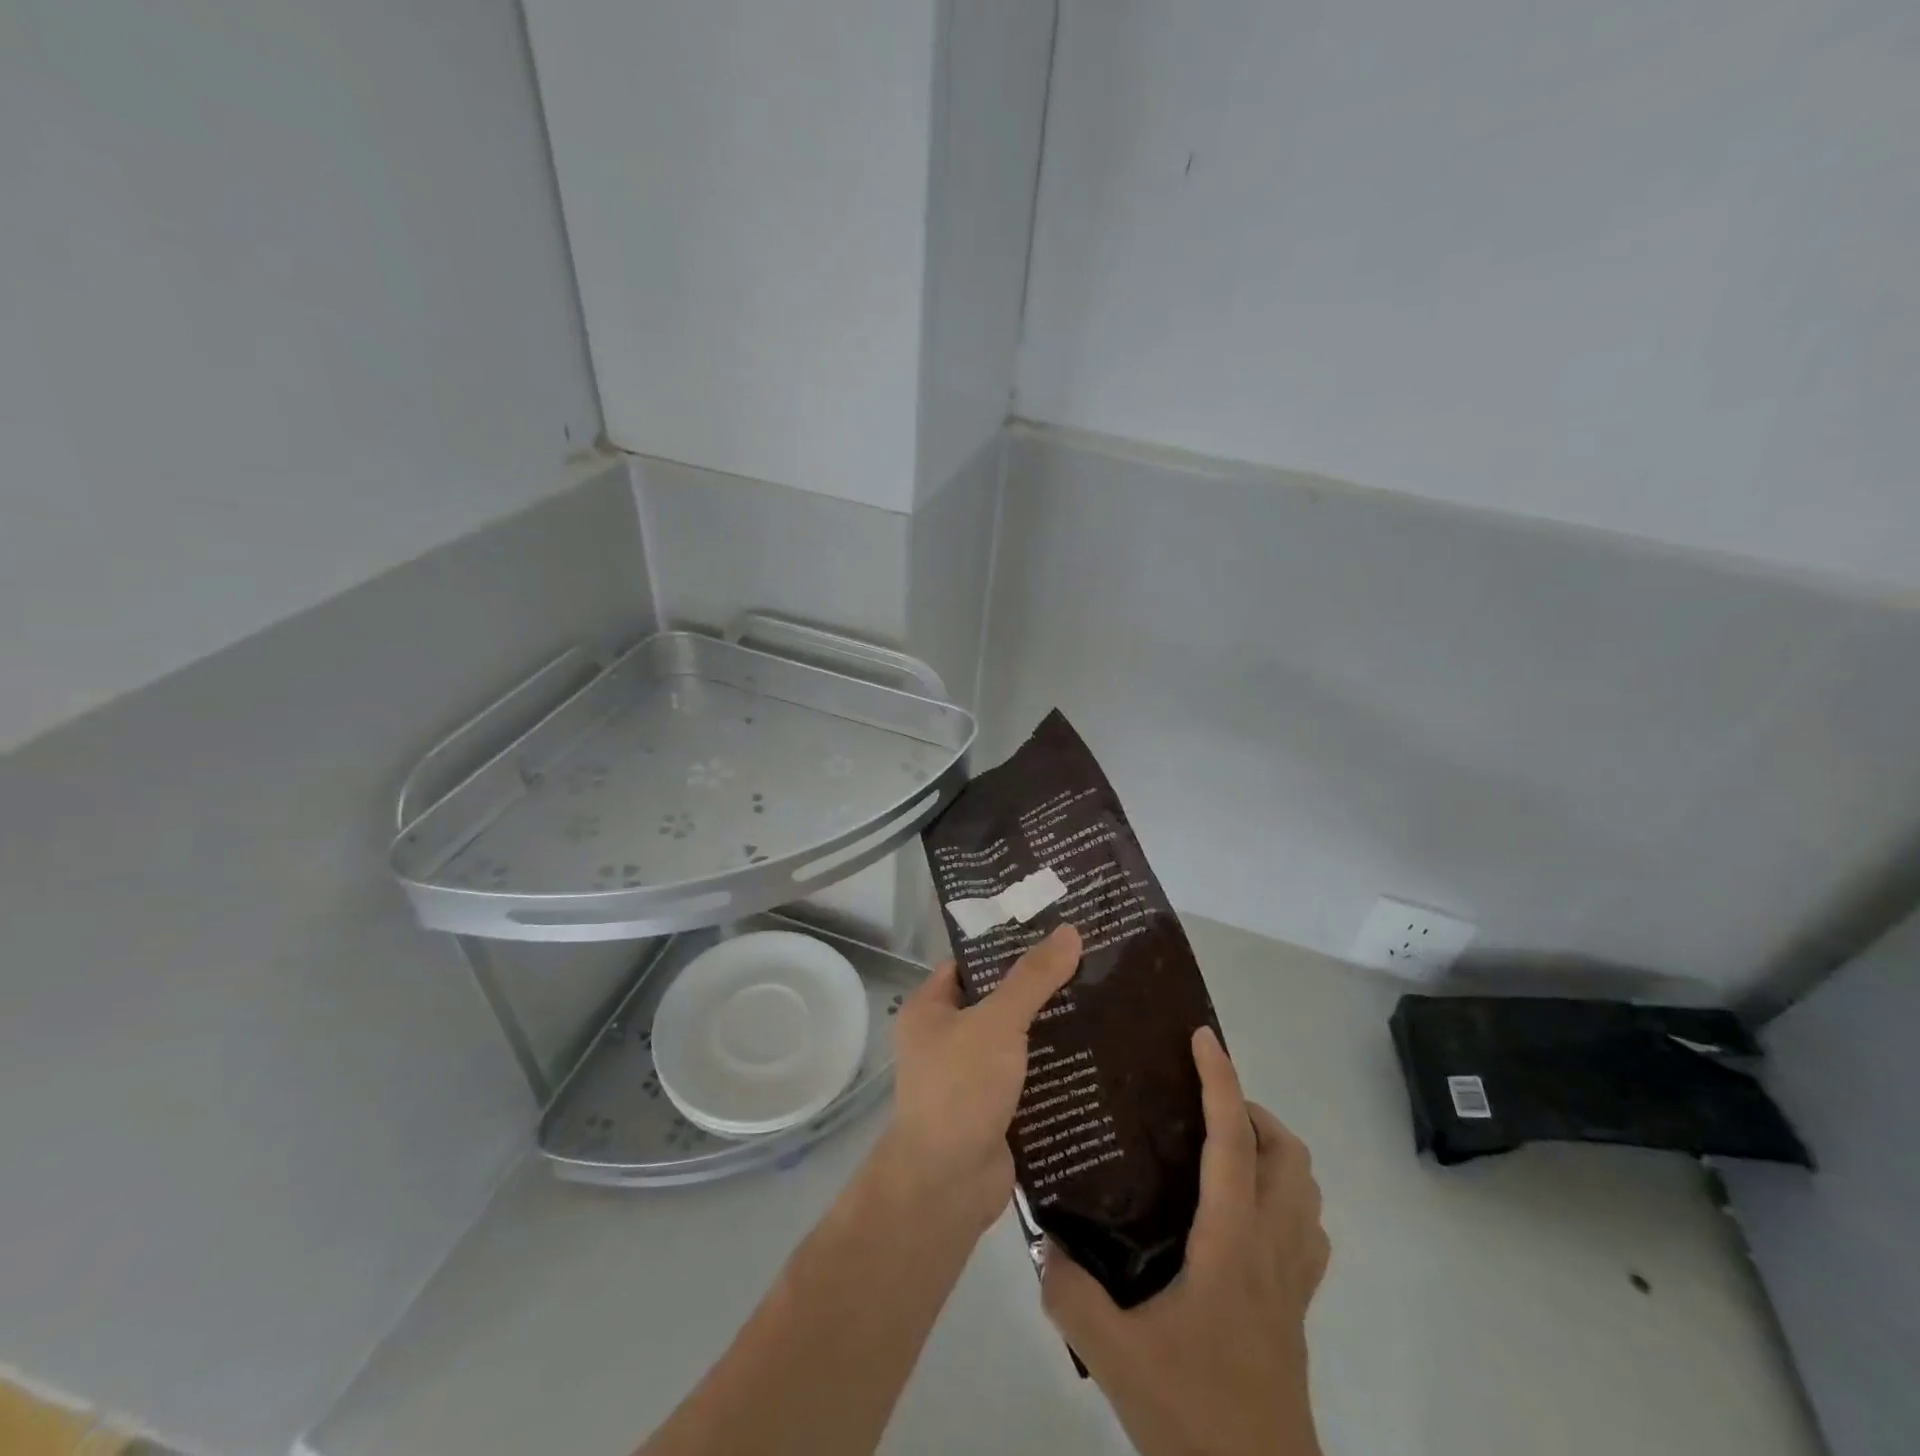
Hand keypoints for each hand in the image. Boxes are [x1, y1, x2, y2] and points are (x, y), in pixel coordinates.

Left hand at [881, 924, 1082, 1233]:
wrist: (947, 1185)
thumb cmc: (960, 1088)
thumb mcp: (997, 1022)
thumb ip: (1033, 978)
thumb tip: (1070, 931)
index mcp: (930, 1009)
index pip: (971, 963)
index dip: (1007, 946)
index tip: (1052, 933)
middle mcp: (946, 1038)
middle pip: (998, 1001)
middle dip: (1039, 989)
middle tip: (1089, 966)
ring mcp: (971, 1077)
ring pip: (1018, 1041)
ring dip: (1053, 1031)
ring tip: (1104, 1003)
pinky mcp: (995, 1110)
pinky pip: (1029, 1078)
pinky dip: (1056, 1070)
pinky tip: (1097, 1055)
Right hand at [1041, 1027, 1329, 1455]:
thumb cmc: (1195, 1413)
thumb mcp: (1114, 1355)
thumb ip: (1069, 1291)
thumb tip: (1041, 1237)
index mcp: (1232, 1241)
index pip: (1233, 1141)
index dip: (1221, 1081)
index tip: (1202, 1037)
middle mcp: (1271, 1247)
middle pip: (1288, 1155)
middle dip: (1252, 1111)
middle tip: (1201, 1106)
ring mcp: (1293, 1280)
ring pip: (1306, 1190)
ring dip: (1273, 1152)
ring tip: (1221, 1149)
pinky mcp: (1298, 1310)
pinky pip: (1308, 1232)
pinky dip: (1286, 1199)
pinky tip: (1243, 1215)